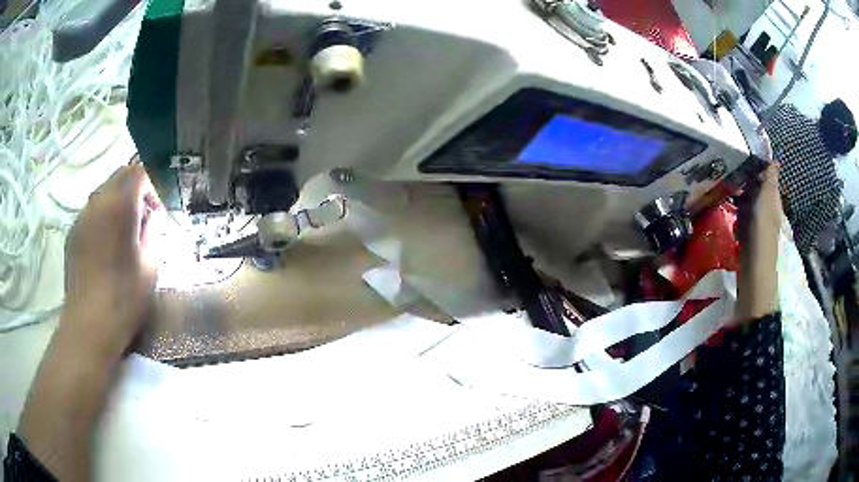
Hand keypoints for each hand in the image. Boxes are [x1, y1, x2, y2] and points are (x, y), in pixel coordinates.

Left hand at [61, 165, 164, 361]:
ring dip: (116, 205)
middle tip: (141, 223)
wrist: (89, 325)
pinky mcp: (72, 234)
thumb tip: (151, 217)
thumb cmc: (124, 297)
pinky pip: (91, 213)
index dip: (150, 188)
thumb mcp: (151, 265)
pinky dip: (101, 219)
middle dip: (134, 192)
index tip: (155, 215)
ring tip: (121, 237)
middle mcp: (98, 202)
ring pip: (103, 194)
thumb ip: (154, 231)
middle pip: (119, 176)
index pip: (138, 173)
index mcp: (120, 205)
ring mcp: (81, 217)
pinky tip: (104, 249)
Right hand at [736, 163, 781, 321]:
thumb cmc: (762, 236)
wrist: (754, 274)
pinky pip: (741, 215)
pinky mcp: (747, 234)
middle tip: (729, 166)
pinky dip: (736, 211)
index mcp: (773, 199)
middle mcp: (766, 208)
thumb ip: (769, 181)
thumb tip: (773, 158)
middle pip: (756, 186)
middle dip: (745, 177)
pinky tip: (728, 208)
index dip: (757, 162)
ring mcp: (757, 222)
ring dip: (739, 193)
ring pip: (747, 200)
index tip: (741, 149)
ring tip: (725, 183)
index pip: (767, 174)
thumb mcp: (766, 203)